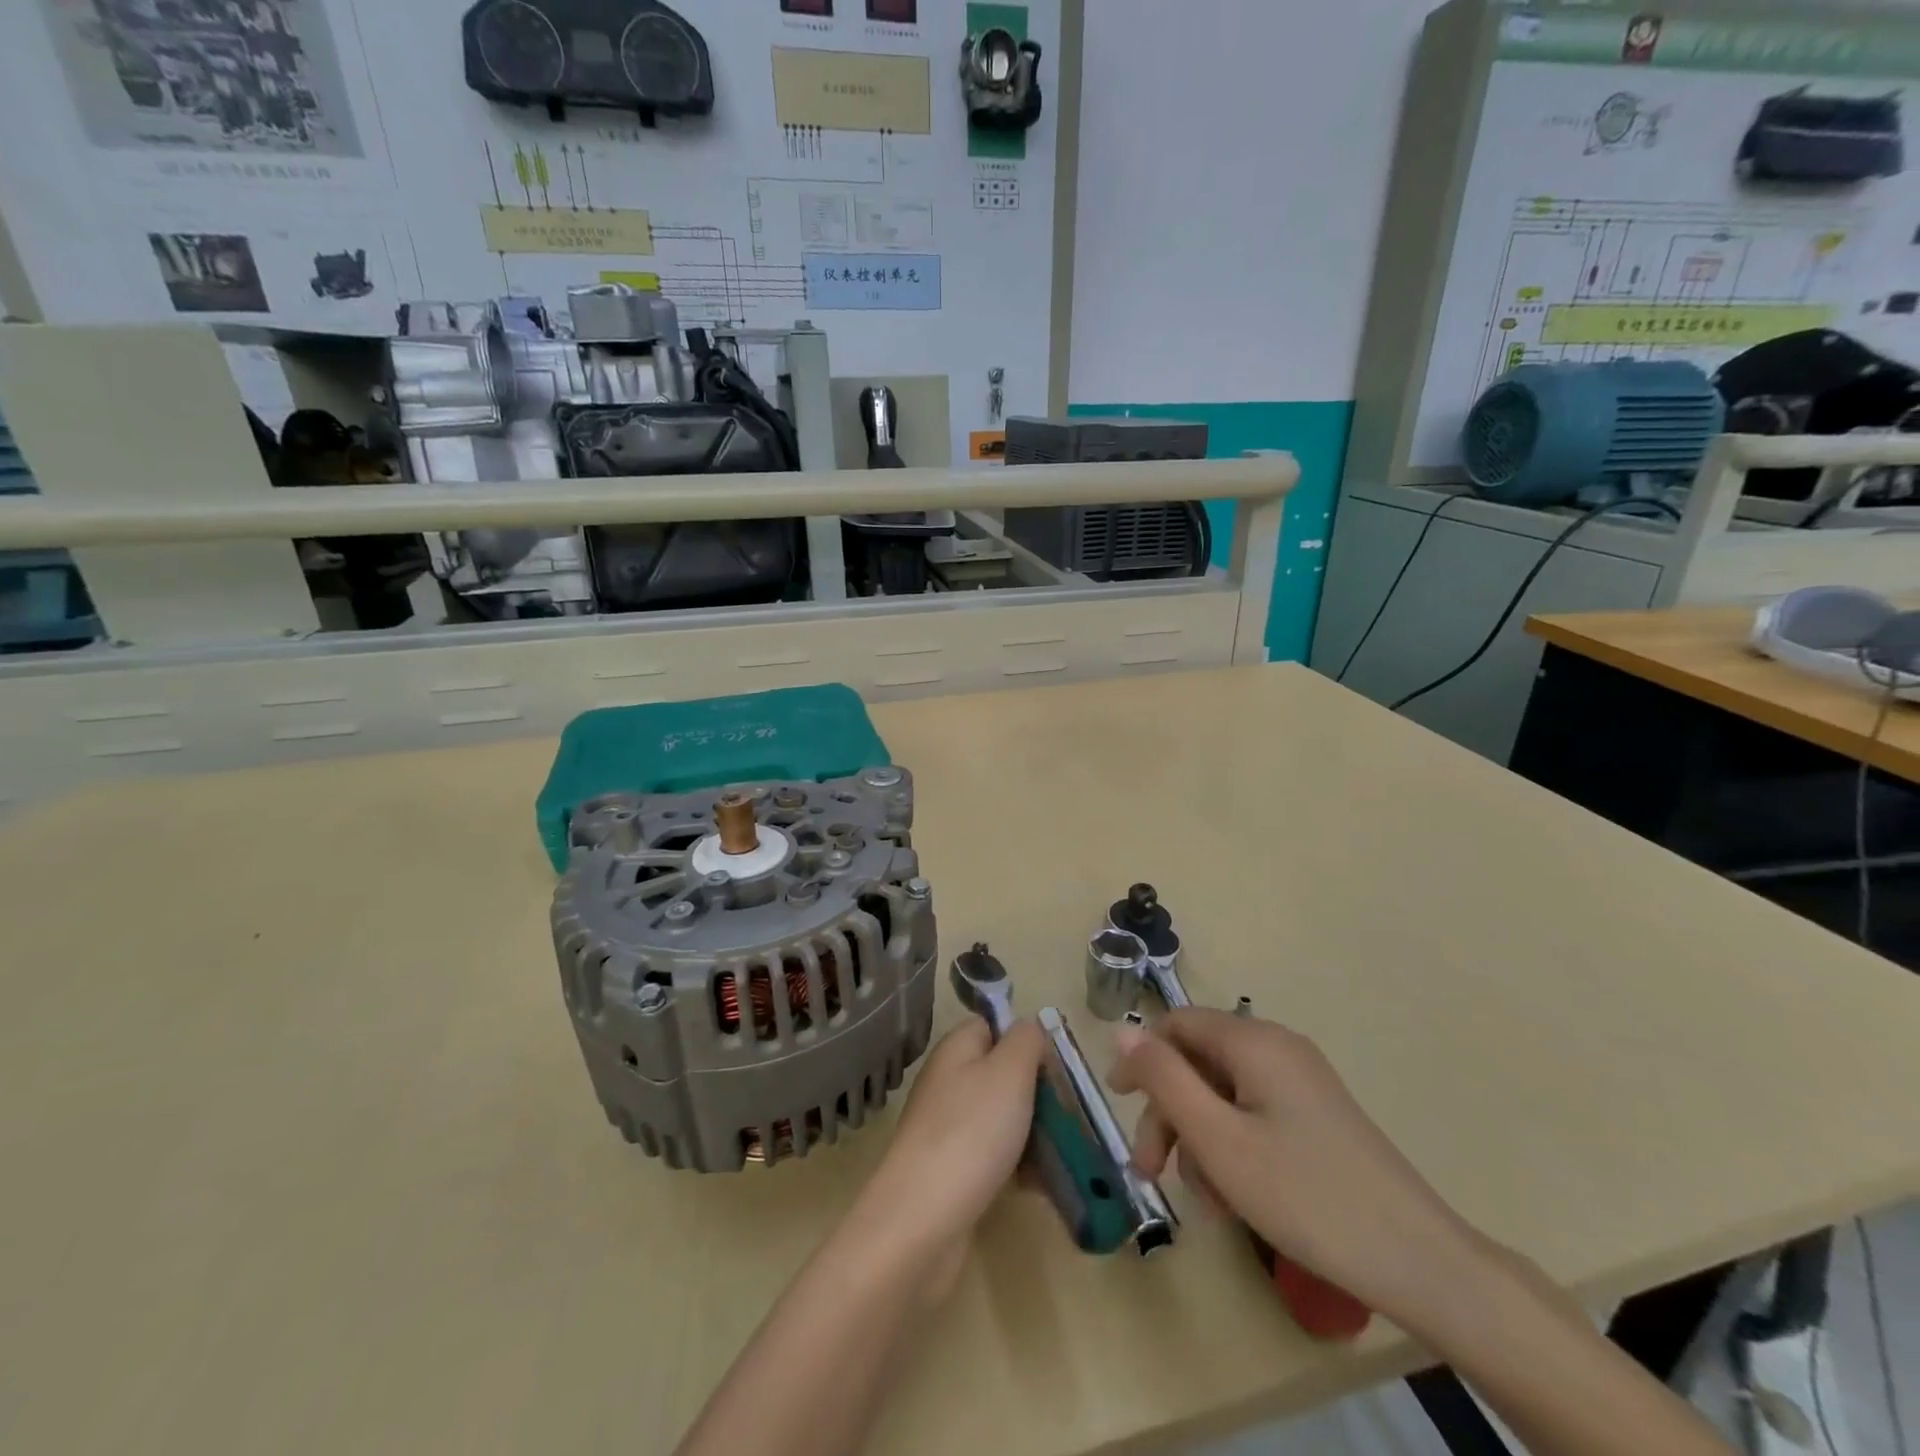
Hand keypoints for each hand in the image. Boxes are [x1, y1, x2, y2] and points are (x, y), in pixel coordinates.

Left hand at [858, 1018, 1044, 1301]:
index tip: (1057, 1067)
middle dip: (1037, 1093)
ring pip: (1002, 1118)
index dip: (1026, 1041)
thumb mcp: (1009, 1071)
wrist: (922, 1220)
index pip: (993, 1026)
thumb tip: (1030, 1028)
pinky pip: (993, 1157)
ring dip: (1033, 1134)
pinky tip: (1039, 1187)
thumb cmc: (972, 1132)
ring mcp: (947, 1128)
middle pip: (1002, 1074)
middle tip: (1069, 1115)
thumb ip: (1026, 1040)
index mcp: (956, 1049)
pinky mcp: (951, 1171)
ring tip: (1064, 1155)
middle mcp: (948, 1082)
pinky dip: (1017, 1168)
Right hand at [1108, 1009, 1482, 1336]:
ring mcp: (1301, 1082)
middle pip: (1198, 1062)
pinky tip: (1236, 1196)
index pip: (1175, 1024)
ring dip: (1199, 1138)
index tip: (1118, 1105)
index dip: (1140, 1058)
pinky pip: (1254, 1114)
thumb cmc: (1305, 1196)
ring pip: (1223, 1093)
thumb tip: (1122, 1029)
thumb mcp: (1218, 1139)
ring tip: (1206, 1199)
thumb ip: (1163, 1078)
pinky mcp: (1317, 1115)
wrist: (1420, 1262)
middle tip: (1152, 1172)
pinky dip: (1232, 1146)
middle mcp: (1277, 1048)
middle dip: (1169, 1113)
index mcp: (1253, 1041)